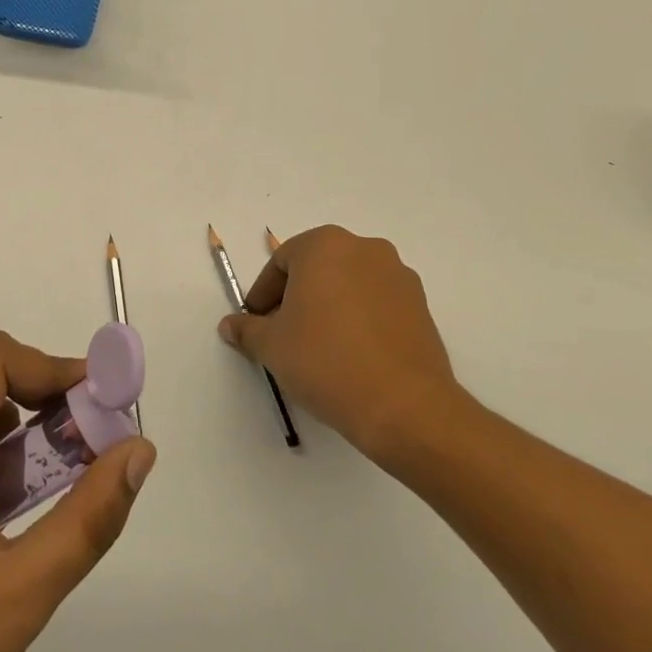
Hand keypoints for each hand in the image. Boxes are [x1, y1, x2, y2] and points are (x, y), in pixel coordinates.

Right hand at [218, 225, 472, 465]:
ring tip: (317, 348)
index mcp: (325, 245)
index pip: (281, 262)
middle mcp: (365, 249)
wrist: (403, 405)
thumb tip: (230, 326)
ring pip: (348, 285)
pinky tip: (350, 355)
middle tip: (282, 334)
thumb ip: (247, 329)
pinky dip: (358, 320)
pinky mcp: (421, 306)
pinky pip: (376, 304)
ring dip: (328, 307)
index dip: (263, 294)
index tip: (256, 324)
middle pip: (317, 268)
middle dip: (295, 298)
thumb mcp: (272, 346)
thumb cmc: (326, 361)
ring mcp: (398, 276)